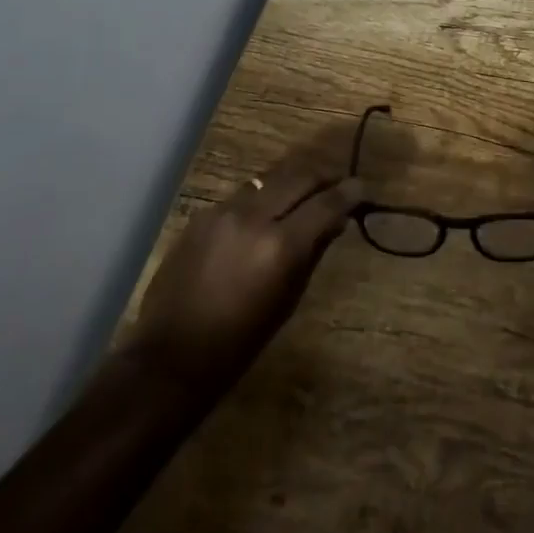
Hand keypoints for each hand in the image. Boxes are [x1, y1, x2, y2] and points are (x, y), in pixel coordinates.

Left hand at [124, 150, 361, 396]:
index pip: (326, 202)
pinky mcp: (201, 215)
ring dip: (293, 182)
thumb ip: (313, 252)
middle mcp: (253, 217)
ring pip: (269, 178)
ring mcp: (223, 212)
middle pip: (299, 176)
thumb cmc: (241, 341)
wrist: (171, 356)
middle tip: (338, 184)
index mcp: (281, 245)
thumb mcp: (289, 299)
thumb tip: (335, 221)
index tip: (362, 188)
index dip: (349, 192)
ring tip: (305, 193)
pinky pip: (243, 195)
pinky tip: (267, 213)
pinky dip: (263, 197)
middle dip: (324, 176)